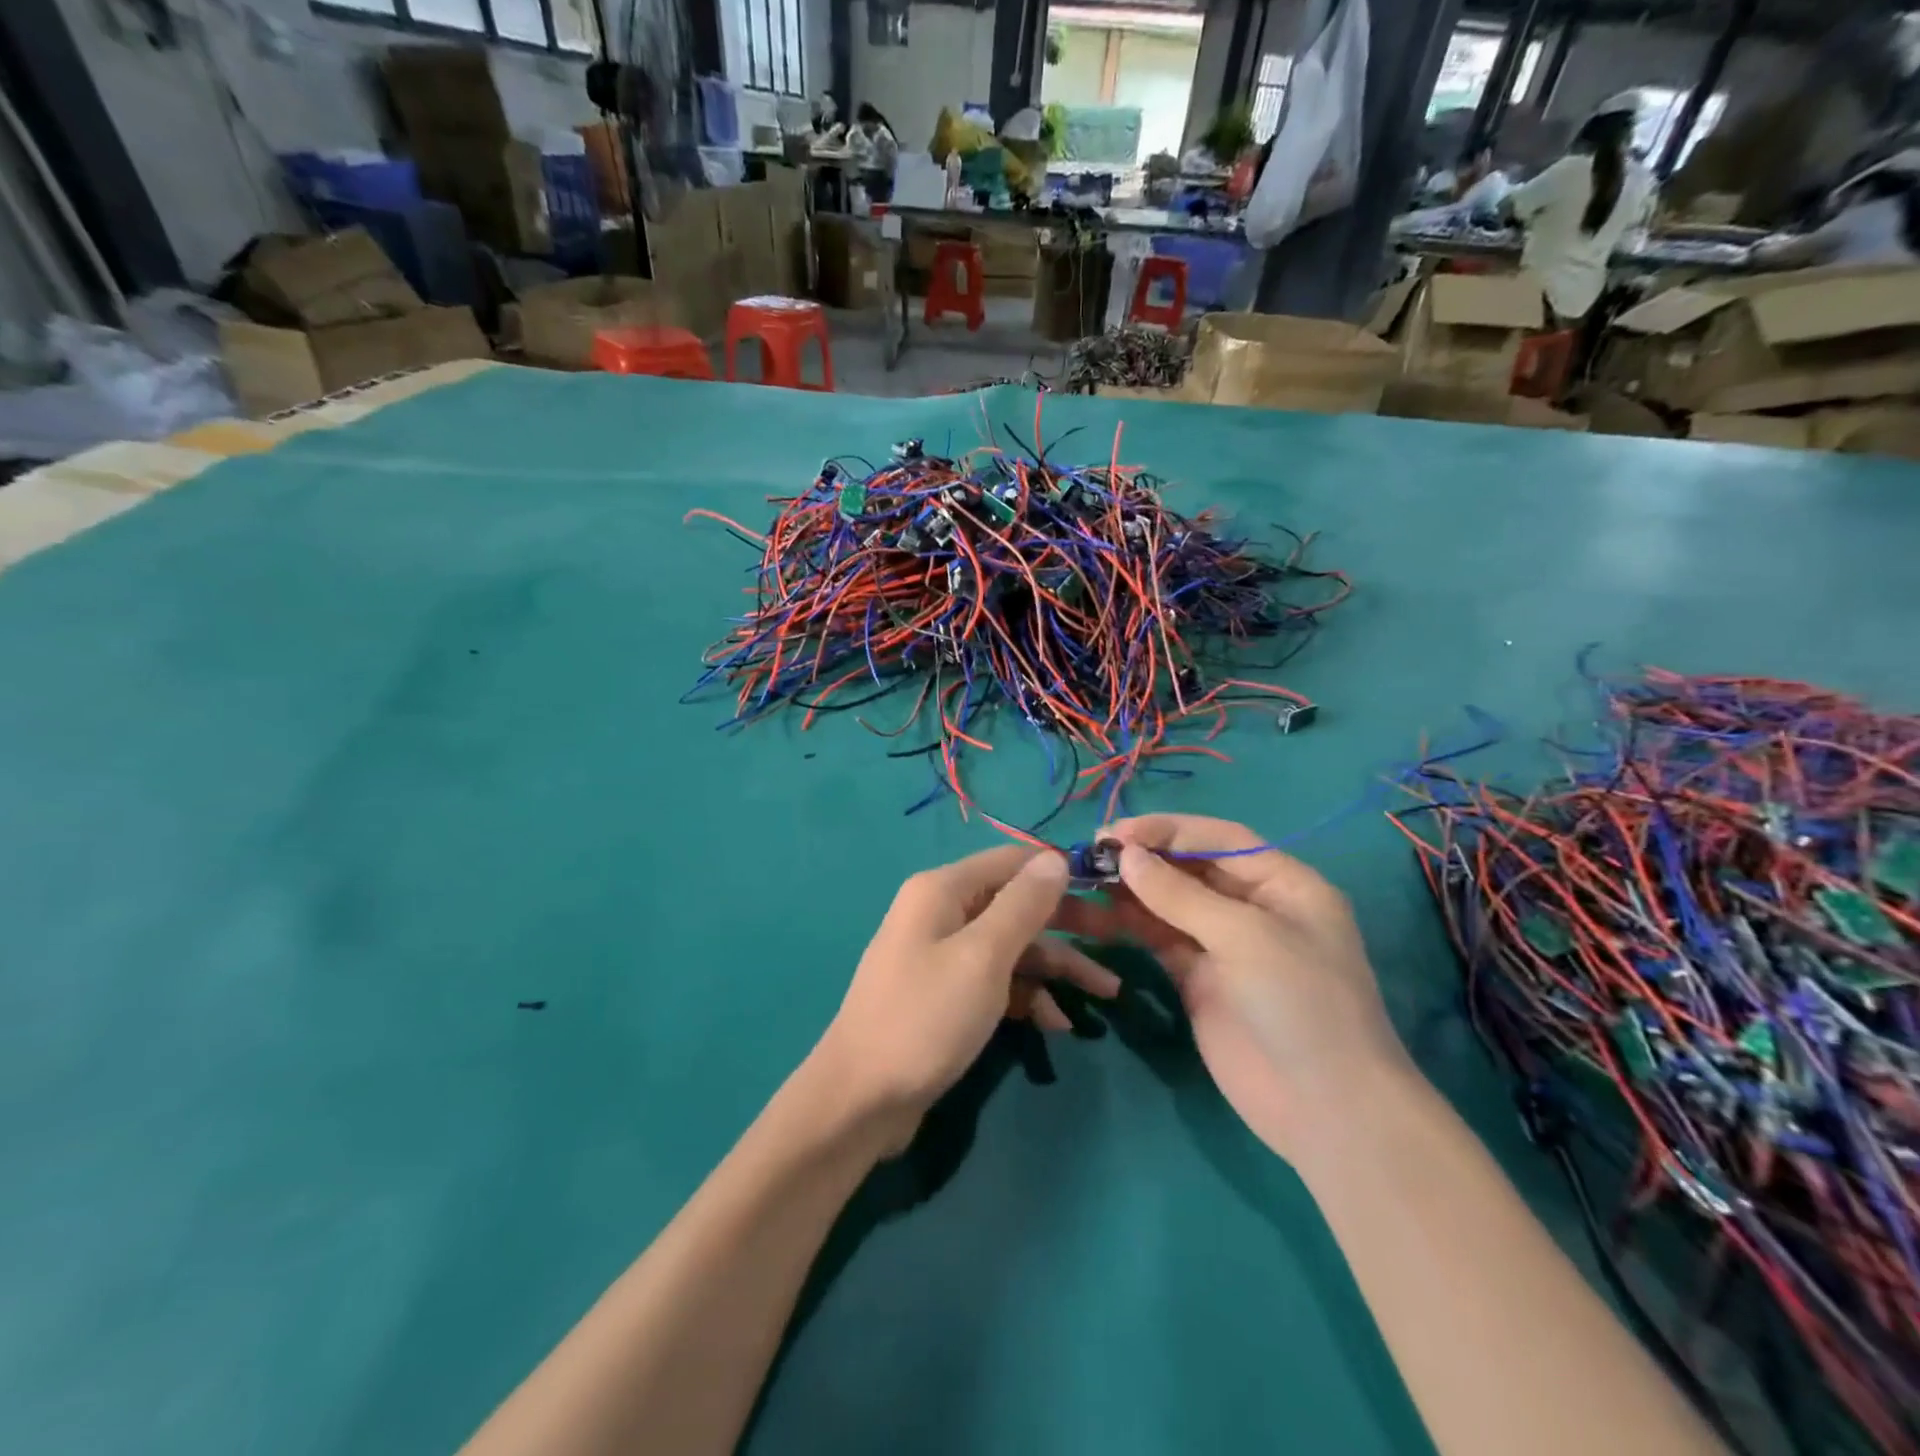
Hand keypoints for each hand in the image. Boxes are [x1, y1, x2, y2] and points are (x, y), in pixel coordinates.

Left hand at [812, 846, 1121, 1144]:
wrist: (860, 1100)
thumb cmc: (925, 1018)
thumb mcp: (983, 957)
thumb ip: (1023, 905)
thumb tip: (1056, 858)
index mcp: (942, 890)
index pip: (1012, 862)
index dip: (1059, 872)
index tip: (1108, 891)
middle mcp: (940, 913)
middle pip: (1015, 905)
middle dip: (1066, 925)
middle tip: (1117, 943)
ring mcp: (941, 955)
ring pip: (1011, 947)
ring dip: (1055, 969)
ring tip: (1104, 995)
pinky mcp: (945, 995)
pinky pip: (995, 981)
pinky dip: (1026, 996)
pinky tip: (1055, 1024)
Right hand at [1068, 815, 1409, 1161]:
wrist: (1324, 1109)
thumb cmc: (1300, 1003)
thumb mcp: (1246, 936)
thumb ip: (1181, 894)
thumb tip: (1125, 854)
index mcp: (1283, 884)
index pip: (1220, 839)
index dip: (1168, 830)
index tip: (1117, 832)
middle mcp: (1253, 907)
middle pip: (1192, 868)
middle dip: (1145, 858)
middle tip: (1092, 852)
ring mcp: (1225, 945)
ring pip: (1170, 904)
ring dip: (1131, 890)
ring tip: (1086, 879)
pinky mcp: (1200, 979)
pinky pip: (1161, 939)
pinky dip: (1131, 924)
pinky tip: (1098, 913)